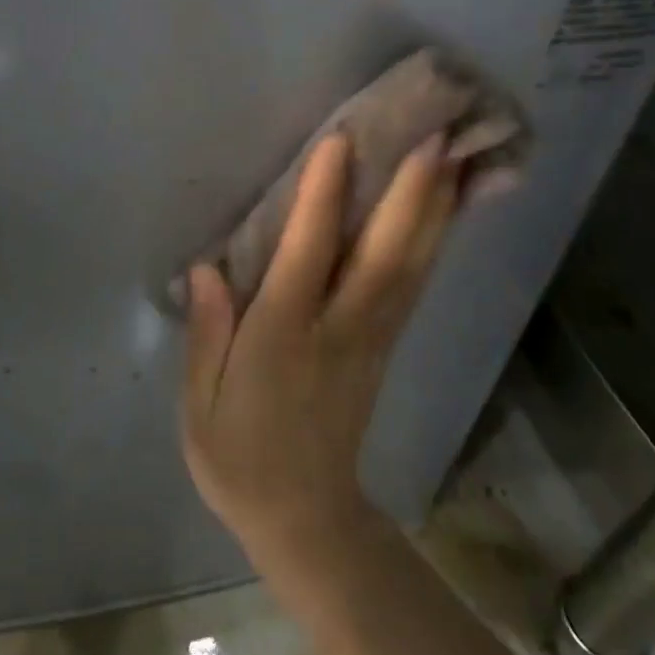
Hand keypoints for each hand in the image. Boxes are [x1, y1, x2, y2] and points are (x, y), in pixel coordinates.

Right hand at [182, 131, 459, 572]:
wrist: (305, 519)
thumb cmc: (238, 456)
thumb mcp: (200, 403)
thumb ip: (207, 333)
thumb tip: (208, 267)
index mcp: (283, 338)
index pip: (308, 255)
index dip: (323, 197)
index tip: (341, 140)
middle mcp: (337, 329)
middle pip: (382, 254)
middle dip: (410, 194)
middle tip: (434, 135)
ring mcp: (372, 339)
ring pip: (409, 266)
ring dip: (433, 211)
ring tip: (454, 157)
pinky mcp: (386, 348)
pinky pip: (413, 286)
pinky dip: (432, 243)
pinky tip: (443, 212)